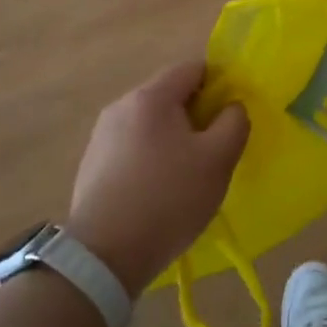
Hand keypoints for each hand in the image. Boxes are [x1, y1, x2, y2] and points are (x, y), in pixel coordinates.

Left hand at [66, 61, 248, 296]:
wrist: (102, 257)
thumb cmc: (168, 199)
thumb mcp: (218, 159)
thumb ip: (235, 122)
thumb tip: (231, 107)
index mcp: (151, 97)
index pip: (193, 68)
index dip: (219, 85)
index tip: (230, 118)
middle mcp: (121, 106)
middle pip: (170, 95)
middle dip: (196, 115)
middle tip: (214, 150)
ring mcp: (101, 136)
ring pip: (151, 123)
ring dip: (173, 139)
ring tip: (186, 176)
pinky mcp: (91, 165)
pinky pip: (132, 147)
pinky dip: (150, 159)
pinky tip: (158, 192)